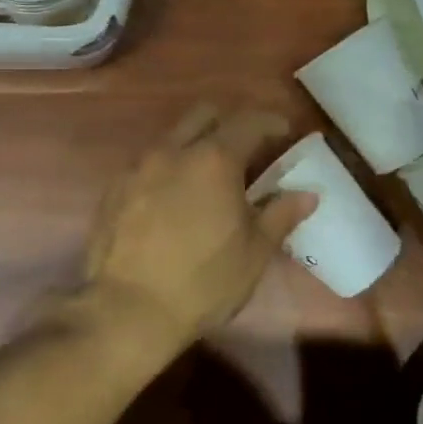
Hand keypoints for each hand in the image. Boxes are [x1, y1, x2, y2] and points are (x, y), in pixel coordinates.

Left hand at [85, 104, 316, 343]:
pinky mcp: (114, 188)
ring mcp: (138, 167)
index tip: (284, 132)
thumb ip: (281, 215)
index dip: (271, 122)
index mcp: (214, 160)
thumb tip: (308, 194)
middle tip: (245, 149)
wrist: (127, 309)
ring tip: (207, 176)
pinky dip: (167, 168)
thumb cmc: (203, 282)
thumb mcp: (254, 252)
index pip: (249, 122)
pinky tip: (173, 198)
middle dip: (229, 122)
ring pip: (172, 137)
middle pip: (204, 114)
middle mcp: (173, 151)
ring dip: (194, 144)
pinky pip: (147, 162)